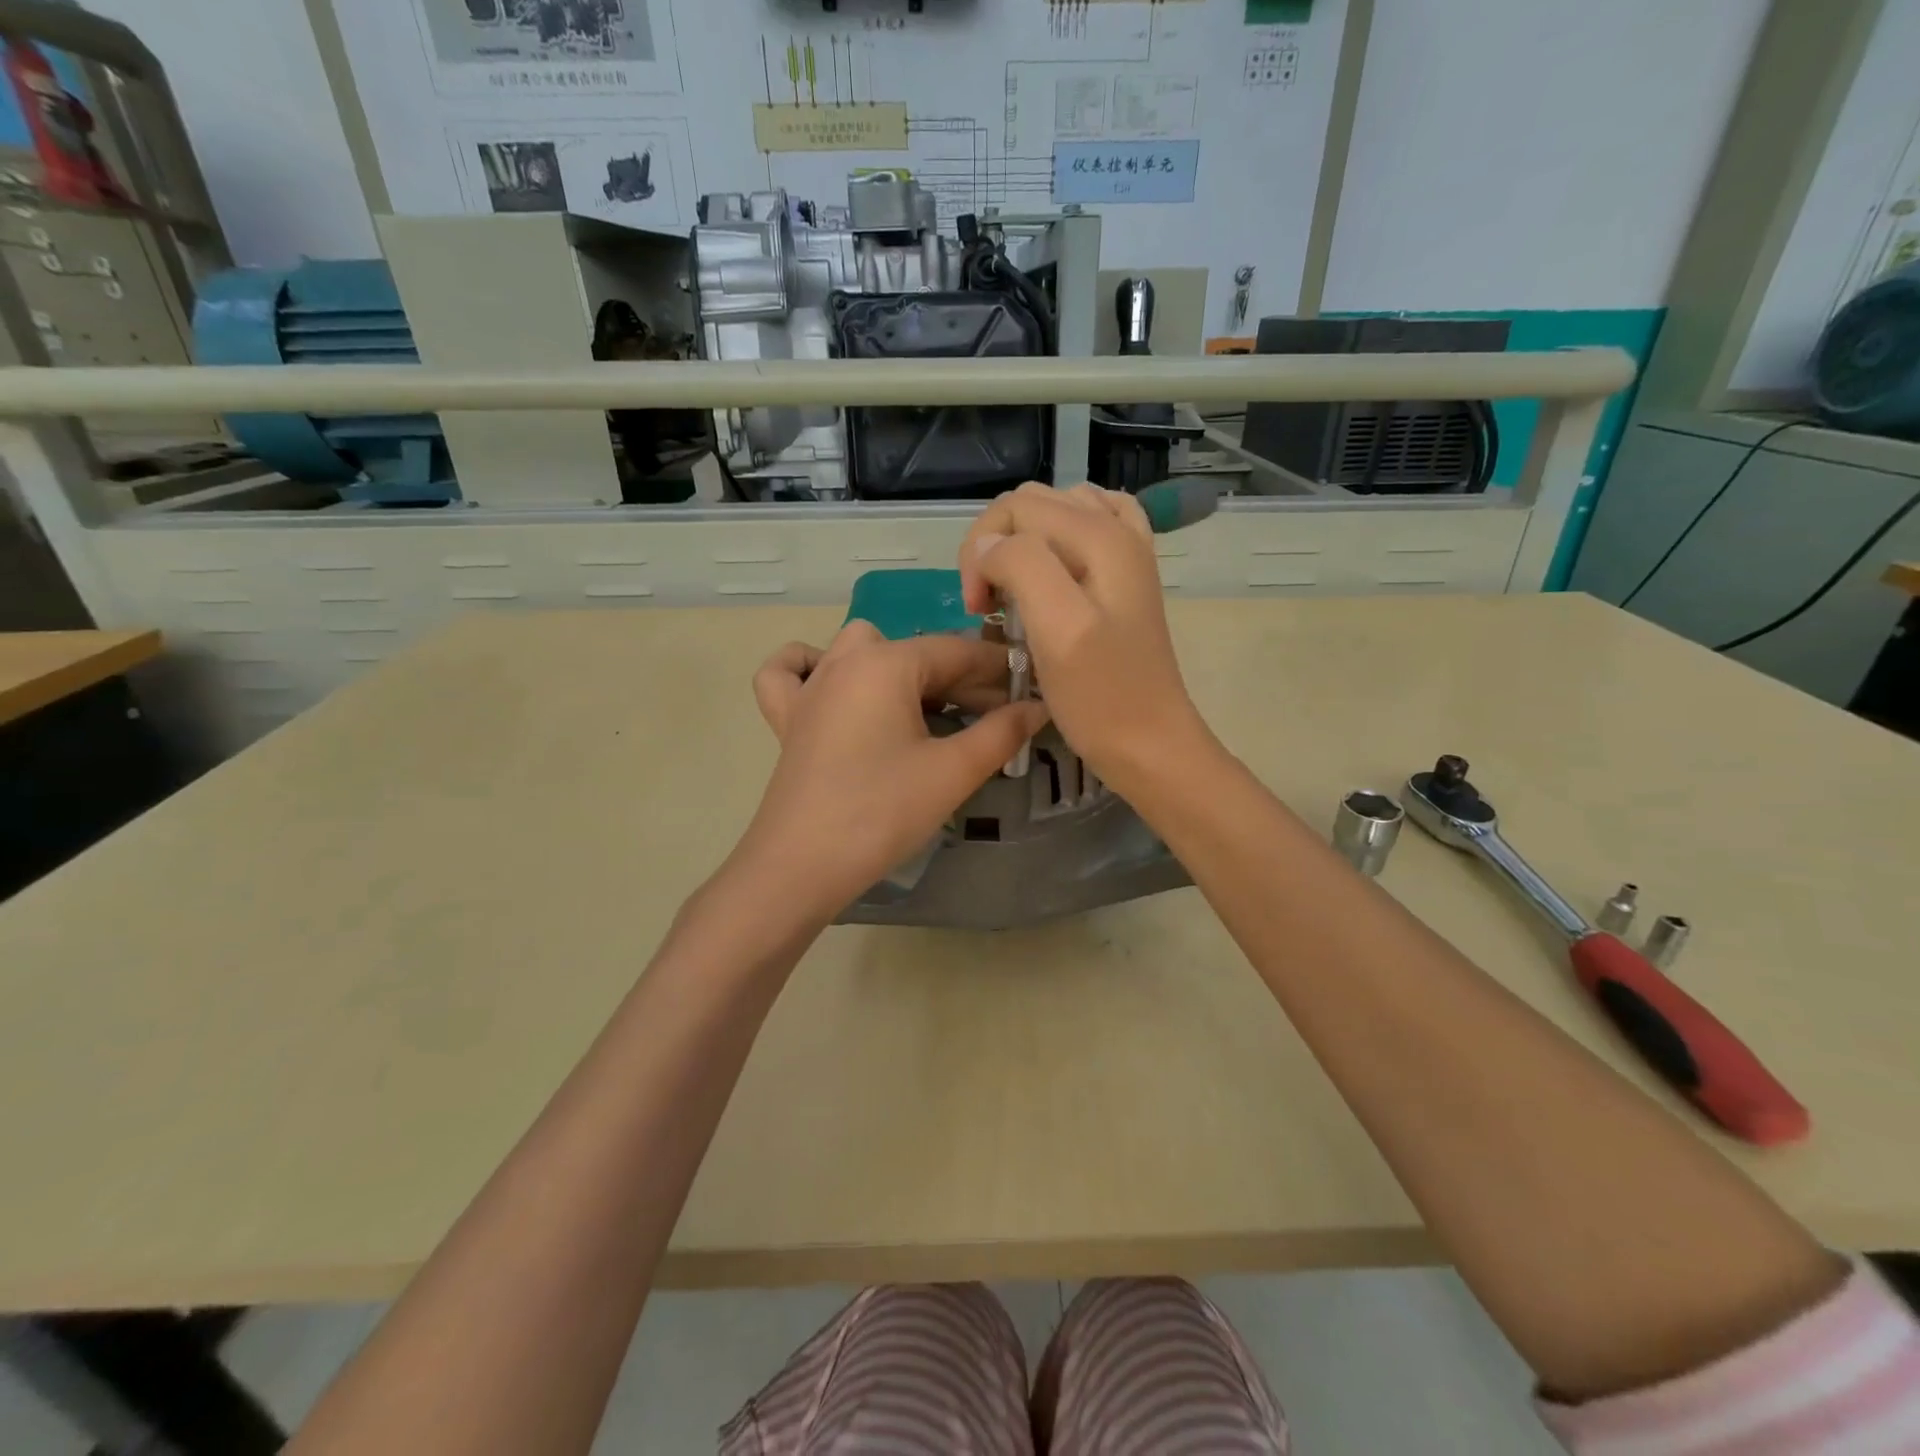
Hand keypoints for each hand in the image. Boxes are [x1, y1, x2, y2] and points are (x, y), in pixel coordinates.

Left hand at [739, 620, 1048, 920]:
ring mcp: (810, 687)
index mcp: (886, 663)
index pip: (956, 652)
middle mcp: (845, 660)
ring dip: (898, 666)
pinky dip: (814, 668)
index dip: (998, 670)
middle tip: (994, 718)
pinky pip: (793, 672)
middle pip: (914, 652)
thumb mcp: (952, 772)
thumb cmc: (882, 813)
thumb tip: (1038, 707)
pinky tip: (838, 689)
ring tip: (925, 707)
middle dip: (960, 679)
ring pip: (859, 650)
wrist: (801, 866)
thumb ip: (1002, 733)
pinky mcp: (787, 718)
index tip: (1030, 690)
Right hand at [959, 482, 1205, 788]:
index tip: (979, 611)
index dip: (981, 552)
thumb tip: (988, 546)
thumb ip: (1022, 567)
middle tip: (990, 608)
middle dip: (995, 547)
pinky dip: (1054, 546)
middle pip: (1031, 505)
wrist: (1150, 744)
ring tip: (1013, 595)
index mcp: (1101, 536)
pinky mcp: (1123, 580)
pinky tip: (1049, 576)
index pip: (1014, 508)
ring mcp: (1125, 554)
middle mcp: (1118, 530)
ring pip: (1053, 516)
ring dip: (1020, 547)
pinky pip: (1084, 534)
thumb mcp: (1057, 629)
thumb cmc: (1100, 697)